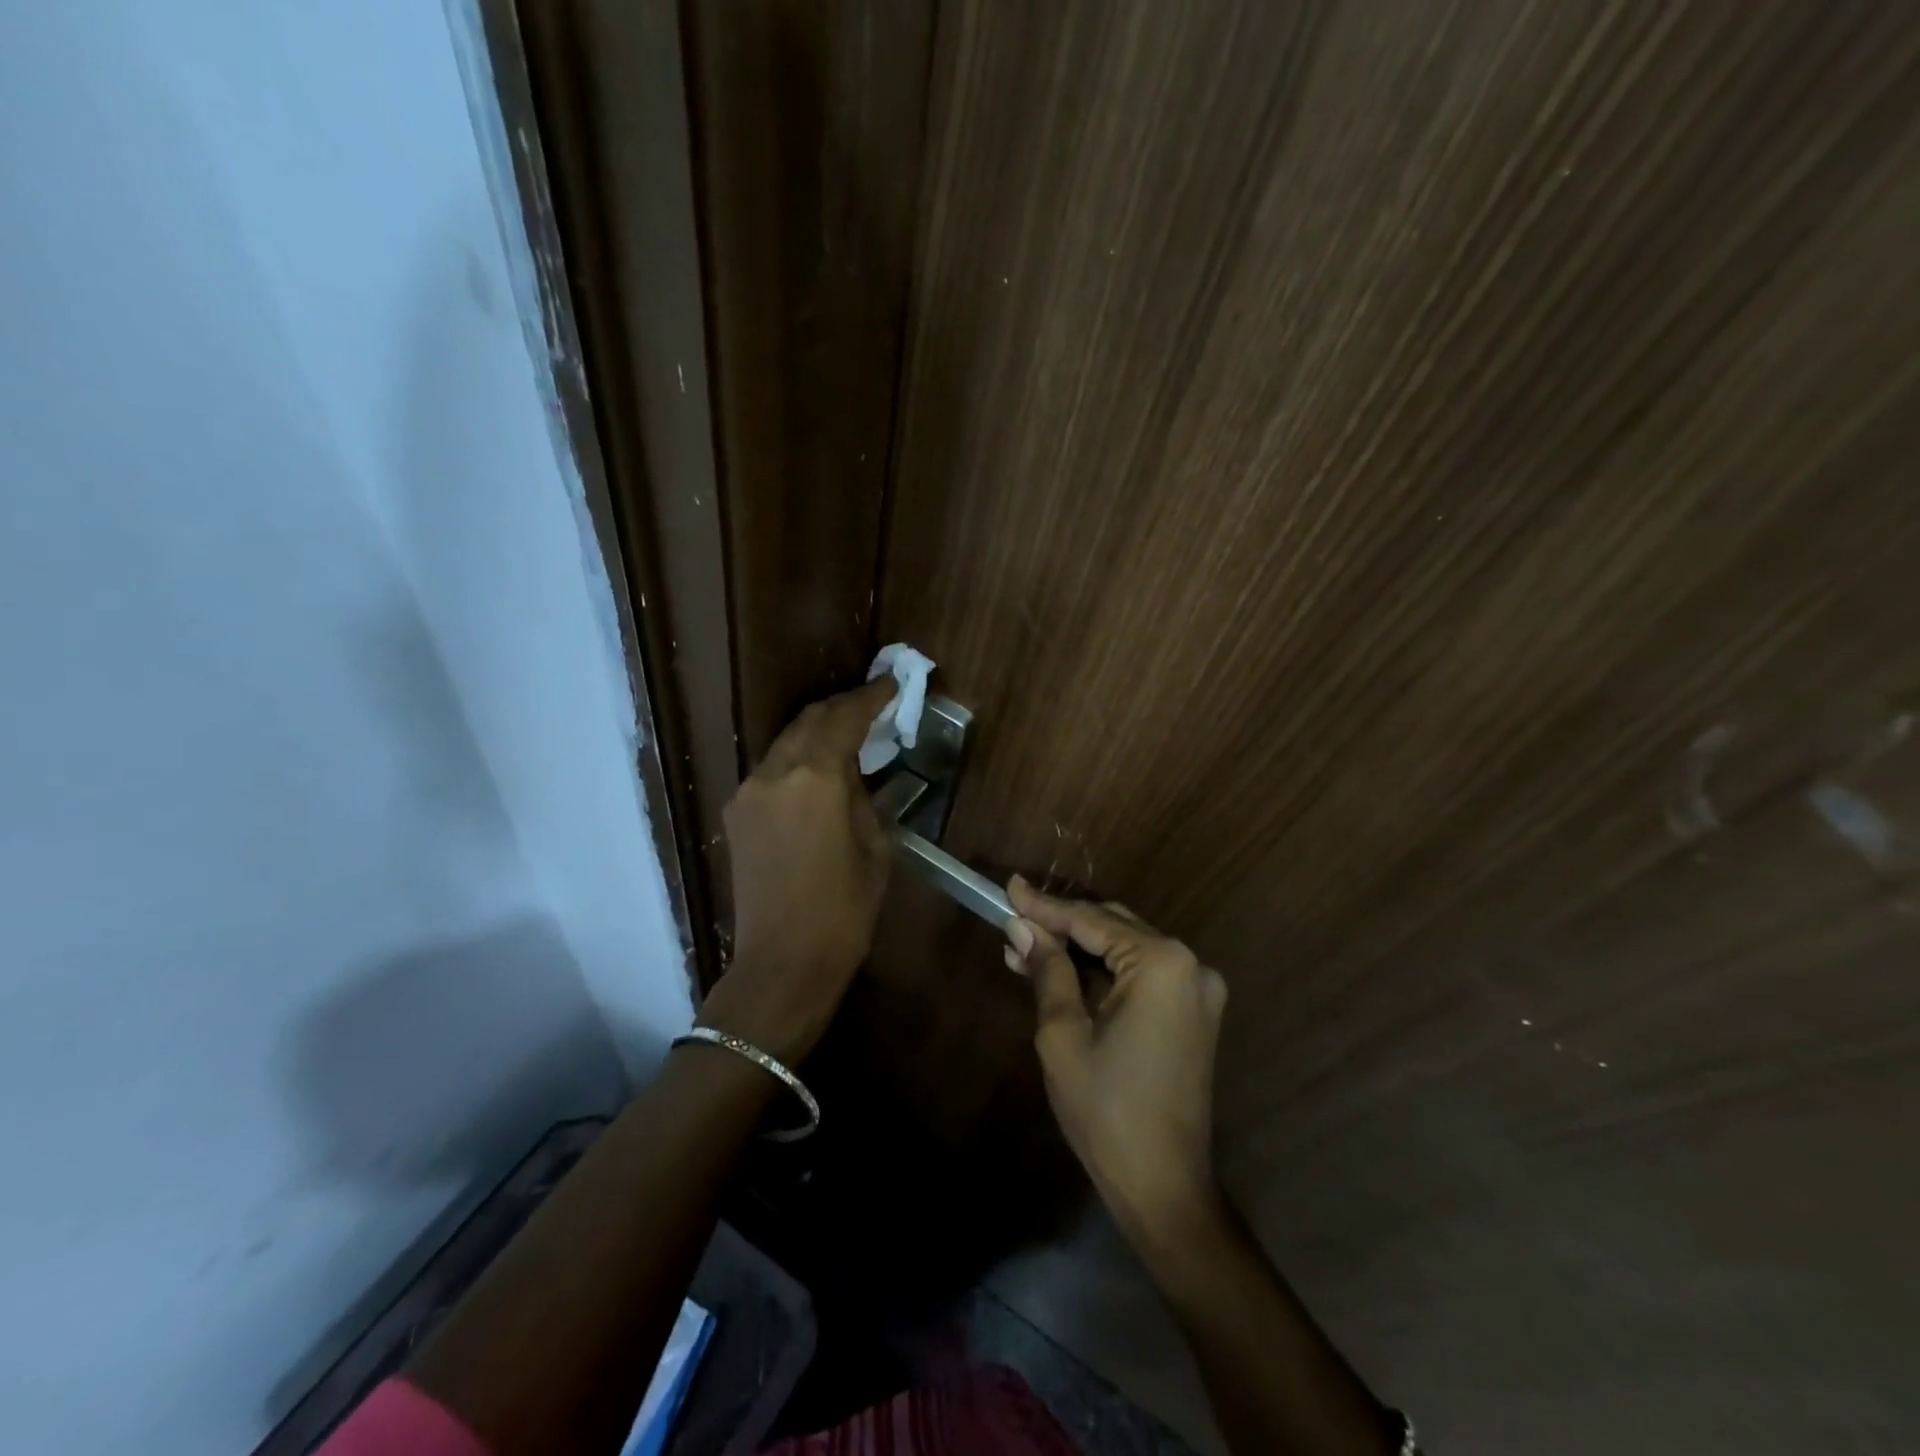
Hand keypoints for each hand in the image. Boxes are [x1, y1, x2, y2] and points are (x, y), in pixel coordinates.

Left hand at [698, 679, 896, 1063]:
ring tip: (847, 736)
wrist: (782, 963)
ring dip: (816, 732)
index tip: (891, 684)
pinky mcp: (736, 814)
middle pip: (809, 720)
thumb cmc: (843, 910)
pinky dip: (797, 759)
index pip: (844, 718)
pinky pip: (771, 770)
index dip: (870, 697)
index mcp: (816, 779)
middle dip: (841, 708)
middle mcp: (775, 773)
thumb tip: (854, 775)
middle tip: (871, 705)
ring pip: (786, 742)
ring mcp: (748, 792)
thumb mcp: (875, 848)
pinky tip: (816, 773)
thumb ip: (864, 798)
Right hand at [1005, 876, 1229, 1243]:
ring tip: (1027, 948)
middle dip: (1061, 926)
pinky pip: (1143, 975)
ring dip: (1079, 949)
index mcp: (1161, 963)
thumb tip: (1022, 927)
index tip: (1009, 887)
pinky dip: (1104, 972)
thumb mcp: (1063, 1034)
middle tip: (1013, 922)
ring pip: (1127, 949)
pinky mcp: (1196, 1012)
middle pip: (1112, 927)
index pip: (1090, 921)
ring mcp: (1198, 989)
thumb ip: (1048, 969)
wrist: (1164, 1186)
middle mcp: (1189, 964)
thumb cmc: (1106, 1109)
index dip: (1044, 906)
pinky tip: (1064, 973)